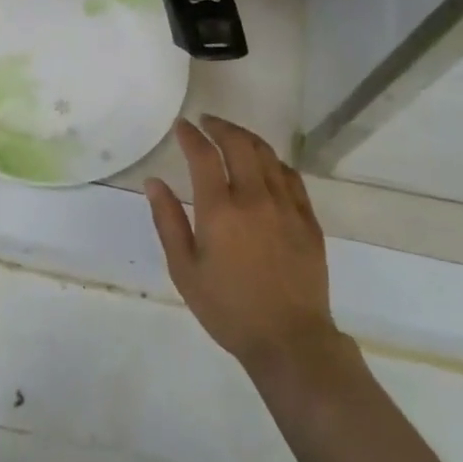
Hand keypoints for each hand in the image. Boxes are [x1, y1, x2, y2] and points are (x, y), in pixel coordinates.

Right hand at [145, 116, 337, 375]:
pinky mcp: (308, 220)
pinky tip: (266, 164)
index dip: (190, 135)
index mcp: (220, 210)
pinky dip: (274, 162)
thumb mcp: (184, 269)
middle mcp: (255, 198)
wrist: (288, 339)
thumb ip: (168, 221)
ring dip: (247, 139)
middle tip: (207, 122)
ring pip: (268, 156)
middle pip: (240, 145)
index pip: (203, 156)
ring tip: (232, 136)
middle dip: (220, 127)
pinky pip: (292, 178)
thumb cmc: (227, 309)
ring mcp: (287, 207)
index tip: (182, 126)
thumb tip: (154, 182)